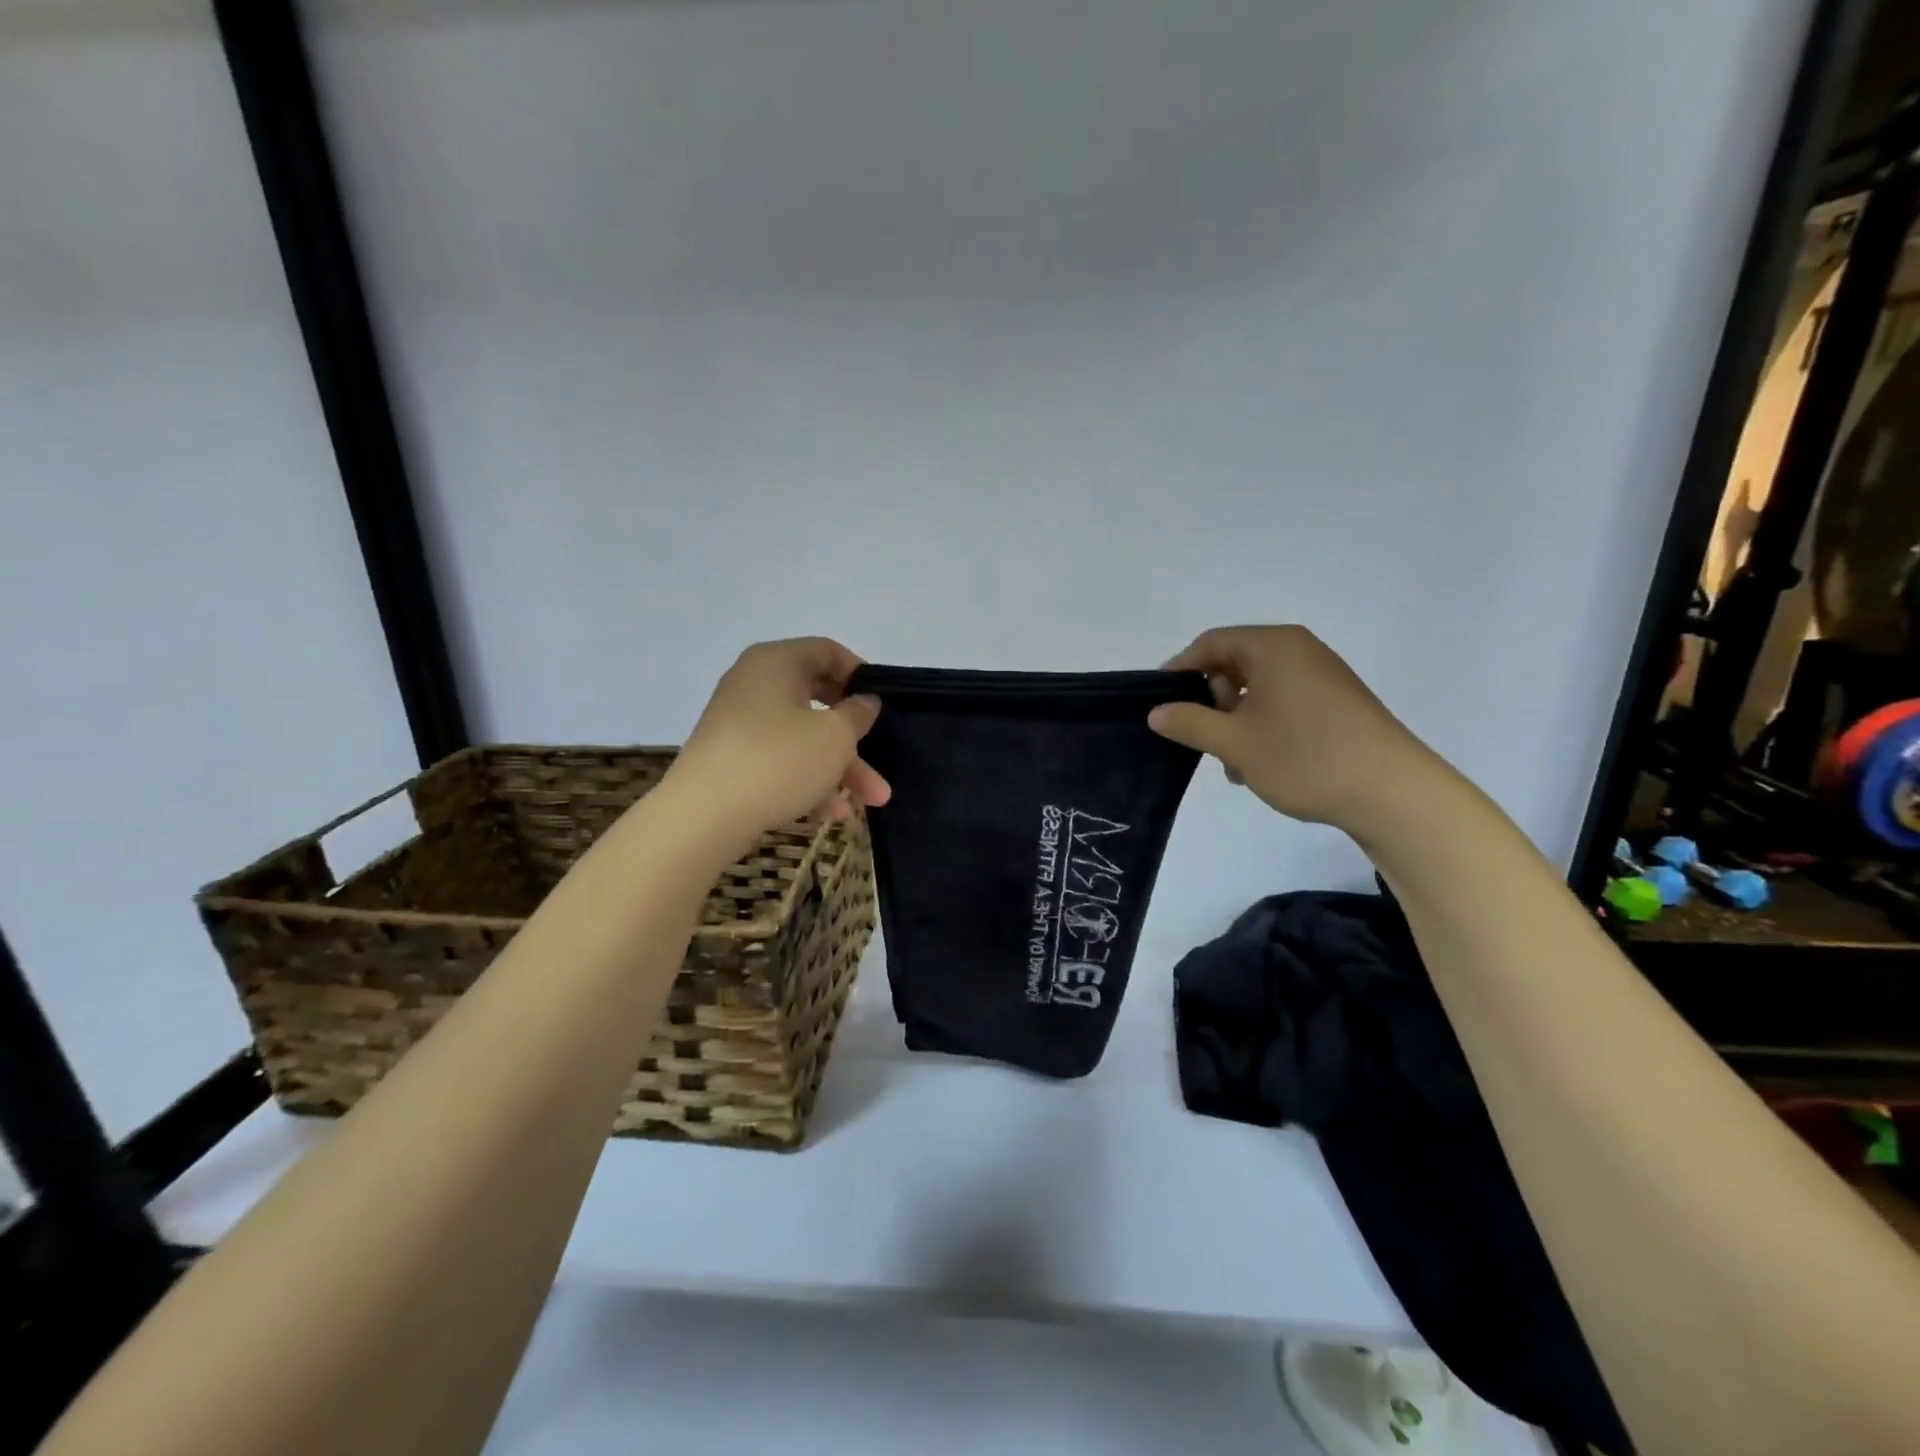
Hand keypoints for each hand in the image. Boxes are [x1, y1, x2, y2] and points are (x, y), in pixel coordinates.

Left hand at [671, 638, 891, 841]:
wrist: (703, 816)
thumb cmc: (778, 761)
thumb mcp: (834, 736)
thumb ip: (857, 714)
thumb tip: (864, 701)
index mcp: (776, 662)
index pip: (827, 651)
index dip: (860, 674)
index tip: (881, 703)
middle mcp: (754, 684)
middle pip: (819, 702)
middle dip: (856, 738)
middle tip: (882, 758)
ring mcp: (741, 723)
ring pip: (803, 738)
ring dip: (839, 768)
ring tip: (870, 802)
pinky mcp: (733, 759)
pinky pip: (781, 760)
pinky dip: (808, 780)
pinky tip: (832, 813)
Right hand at [1147, 625, 1436, 833]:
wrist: (1392, 792)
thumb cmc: (1305, 756)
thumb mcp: (1235, 742)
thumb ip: (1189, 722)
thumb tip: (1156, 712)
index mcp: (1274, 646)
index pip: (1211, 643)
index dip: (1179, 670)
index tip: (1159, 703)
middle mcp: (1299, 651)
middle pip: (1235, 663)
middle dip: (1212, 702)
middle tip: (1203, 739)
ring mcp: (1322, 676)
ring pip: (1258, 689)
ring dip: (1236, 721)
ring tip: (1234, 764)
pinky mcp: (1336, 702)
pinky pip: (1283, 702)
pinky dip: (1263, 726)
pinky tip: (1261, 763)